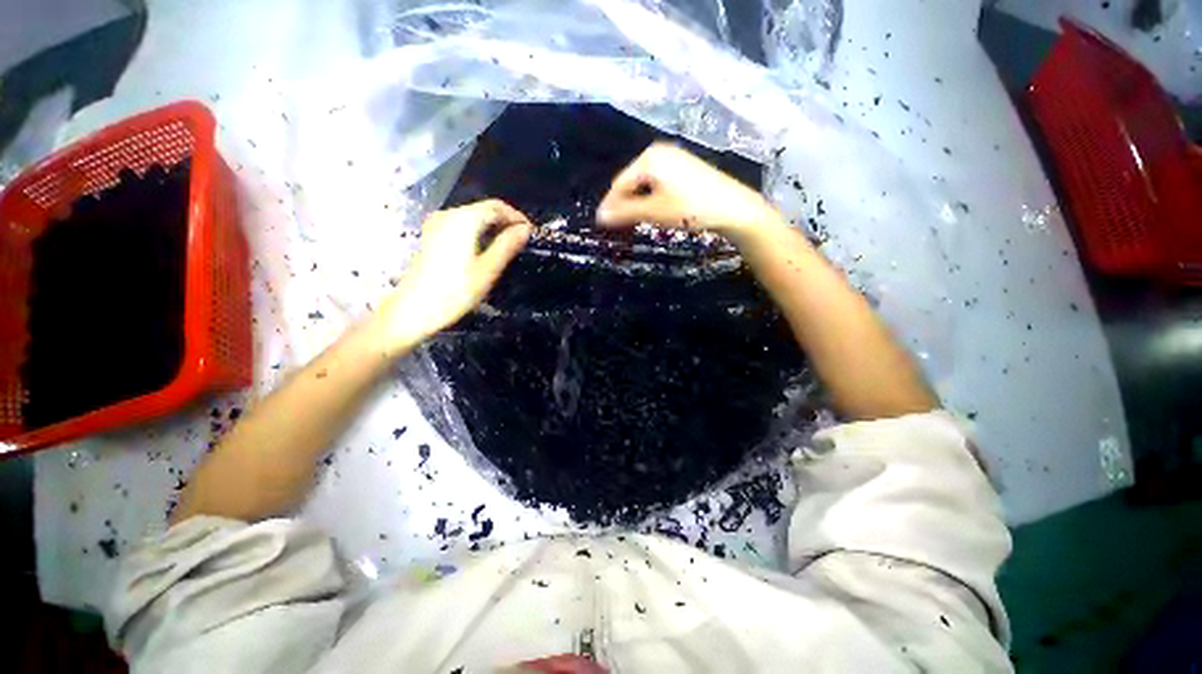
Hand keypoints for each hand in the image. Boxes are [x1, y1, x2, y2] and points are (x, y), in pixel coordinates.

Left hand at [375, 200, 532, 351]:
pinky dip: (478, 231)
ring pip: (473, 216)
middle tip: (522, 239)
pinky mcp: (432, 236)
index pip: (496, 207)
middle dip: (505, 220)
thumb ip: (507, 245)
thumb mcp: (488, 269)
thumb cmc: (456, 291)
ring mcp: (437, 225)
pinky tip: (486, 247)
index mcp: (464, 220)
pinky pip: (462, 225)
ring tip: (509, 244)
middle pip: (483, 209)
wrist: (414, 309)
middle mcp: (449, 215)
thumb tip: (525, 229)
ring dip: (493, 226)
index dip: (516, 216)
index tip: (530, 231)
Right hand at [596, 142, 781, 240]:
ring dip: (636, 201)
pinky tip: (652, 209)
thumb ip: (624, 212)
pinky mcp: (684, 167)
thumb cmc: (690, 208)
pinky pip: (657, 181)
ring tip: (632, 219)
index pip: (620, 183)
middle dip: (623, 202)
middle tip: (617, 224)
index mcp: (649, 158)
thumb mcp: (654, 211)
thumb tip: (599, 217)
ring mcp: (674, 157)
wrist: (733, 207)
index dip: (610, 204)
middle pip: (631, 180)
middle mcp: (659, 152)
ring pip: (644, 182)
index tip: (601, 223)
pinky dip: (650, 196)